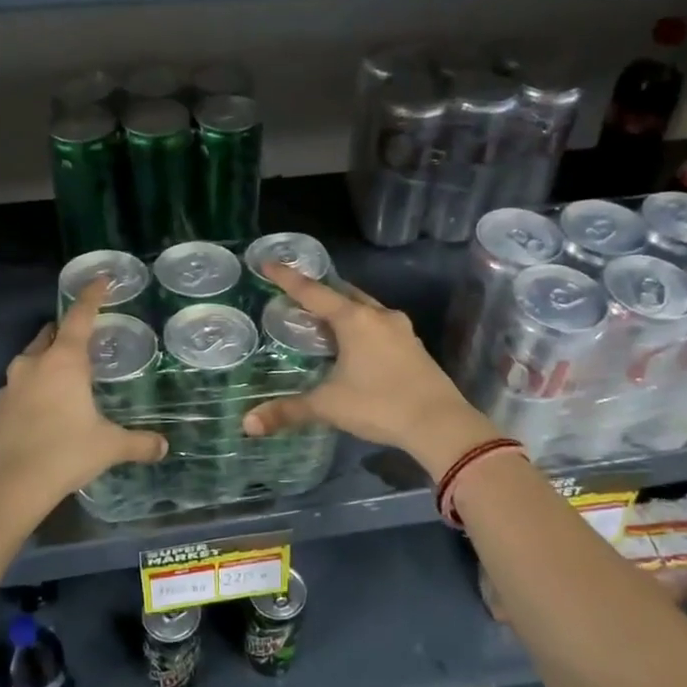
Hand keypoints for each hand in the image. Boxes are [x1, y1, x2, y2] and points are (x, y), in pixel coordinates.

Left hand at [0, 278, 166, 518]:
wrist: (6, 486)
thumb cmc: (64, 453)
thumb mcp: (108, 446)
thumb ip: (138, 443)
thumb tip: (163, 447)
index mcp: (64, 361)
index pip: (79, 316)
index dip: (92, 296)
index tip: (101, 279)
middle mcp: (34, 364)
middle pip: (50, 334)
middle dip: (66, 330)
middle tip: (85, 337)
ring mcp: (10, 386)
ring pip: (31, 359)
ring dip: (48, 359)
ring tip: (67, 374)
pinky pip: (20, 386)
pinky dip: (35, 387)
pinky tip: (46, 408)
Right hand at [242, 263, 500, 480]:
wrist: (440, 423)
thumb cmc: (379, 405)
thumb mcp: (328, 406)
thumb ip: (288, 411)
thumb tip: (247, 424)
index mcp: (354, 320)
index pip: (313, 292)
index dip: (287, 278)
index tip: (267, 263)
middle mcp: (379, 316)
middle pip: (344, 294)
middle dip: (320, 292)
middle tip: (298, 295)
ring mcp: (401, 330)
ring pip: (366, 308)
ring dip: (344, 309)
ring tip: (324, 319)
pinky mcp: (414, 347)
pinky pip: (380, 326)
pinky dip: (362, 327)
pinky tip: (355, 344)